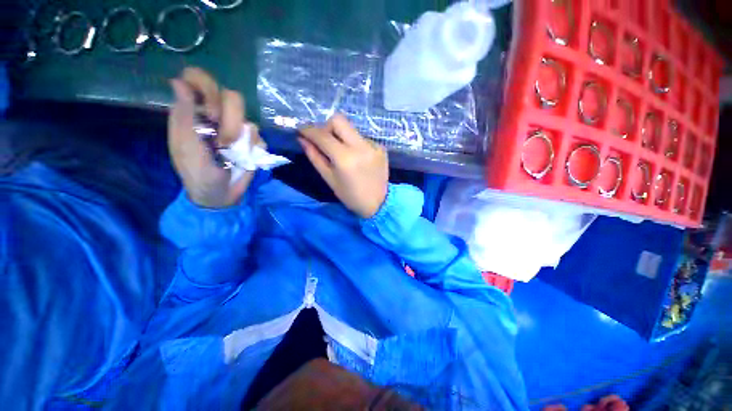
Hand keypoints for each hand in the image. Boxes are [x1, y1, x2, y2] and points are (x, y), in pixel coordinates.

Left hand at [168, 67, 261, 207]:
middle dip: (228, 119)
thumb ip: (185, 116)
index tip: (210, 112)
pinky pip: (258, 135)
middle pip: (230, 96)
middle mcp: (216, 115)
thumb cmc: (197, 174)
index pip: (198, 80)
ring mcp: (236, 128)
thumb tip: (178, 82)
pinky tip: (244, 158)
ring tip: (230, 153)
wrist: (220, 195)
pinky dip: (252, 147)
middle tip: (222, 140)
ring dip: (239, 137)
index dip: (207, 87)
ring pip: (246, 116)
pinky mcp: (251, 141)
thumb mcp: (186, 147)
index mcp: (193, 112)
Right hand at [299, 115, 388, 217]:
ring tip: (342, 154)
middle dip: (326, 127)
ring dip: (341, 136)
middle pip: (338, 120)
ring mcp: (373, 145)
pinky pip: (362, 138)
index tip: (301, 130)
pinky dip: (354, 144)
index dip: (308, 130)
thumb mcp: (329, 179)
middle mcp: (360, 146)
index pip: (322, 135)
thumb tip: (302, 139)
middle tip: (324, 141)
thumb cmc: (351, 196)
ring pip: (351, 129)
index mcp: (345, 158)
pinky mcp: (381, 147)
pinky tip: (357, 158)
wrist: (379, 204)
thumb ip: (315, 157)